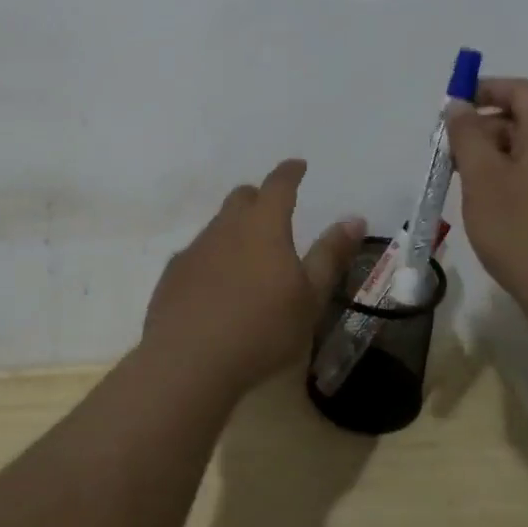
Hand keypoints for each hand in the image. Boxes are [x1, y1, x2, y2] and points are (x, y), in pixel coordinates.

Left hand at [143, 160, 365, 396]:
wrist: (189, 360)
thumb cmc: (262, 328)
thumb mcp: (310, 296)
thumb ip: (330, 255)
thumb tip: (354, 218)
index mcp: (264, 225)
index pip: (279, 184)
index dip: (290, 172)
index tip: (298, 166)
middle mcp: (226, 226)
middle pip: (242, 197)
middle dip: (259, 198)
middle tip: (273, 213)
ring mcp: (195, 248)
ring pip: (218, 225)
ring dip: (235, 230)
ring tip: (248, 257)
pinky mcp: (173, 273)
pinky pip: (197, 253)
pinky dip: (212, 259)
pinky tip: (216, 287)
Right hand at [445, 77, 527, 318]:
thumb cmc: (526, 229)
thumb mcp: (483, 178)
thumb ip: (467, 135)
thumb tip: (459, 106)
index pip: (522, 91)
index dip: (486, 90)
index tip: (452, 107)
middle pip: (525, 121)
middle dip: (483, 129)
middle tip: (448, 154)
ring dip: (493, 160)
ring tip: (462, 185)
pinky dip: (509, 183)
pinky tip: (489, 211)